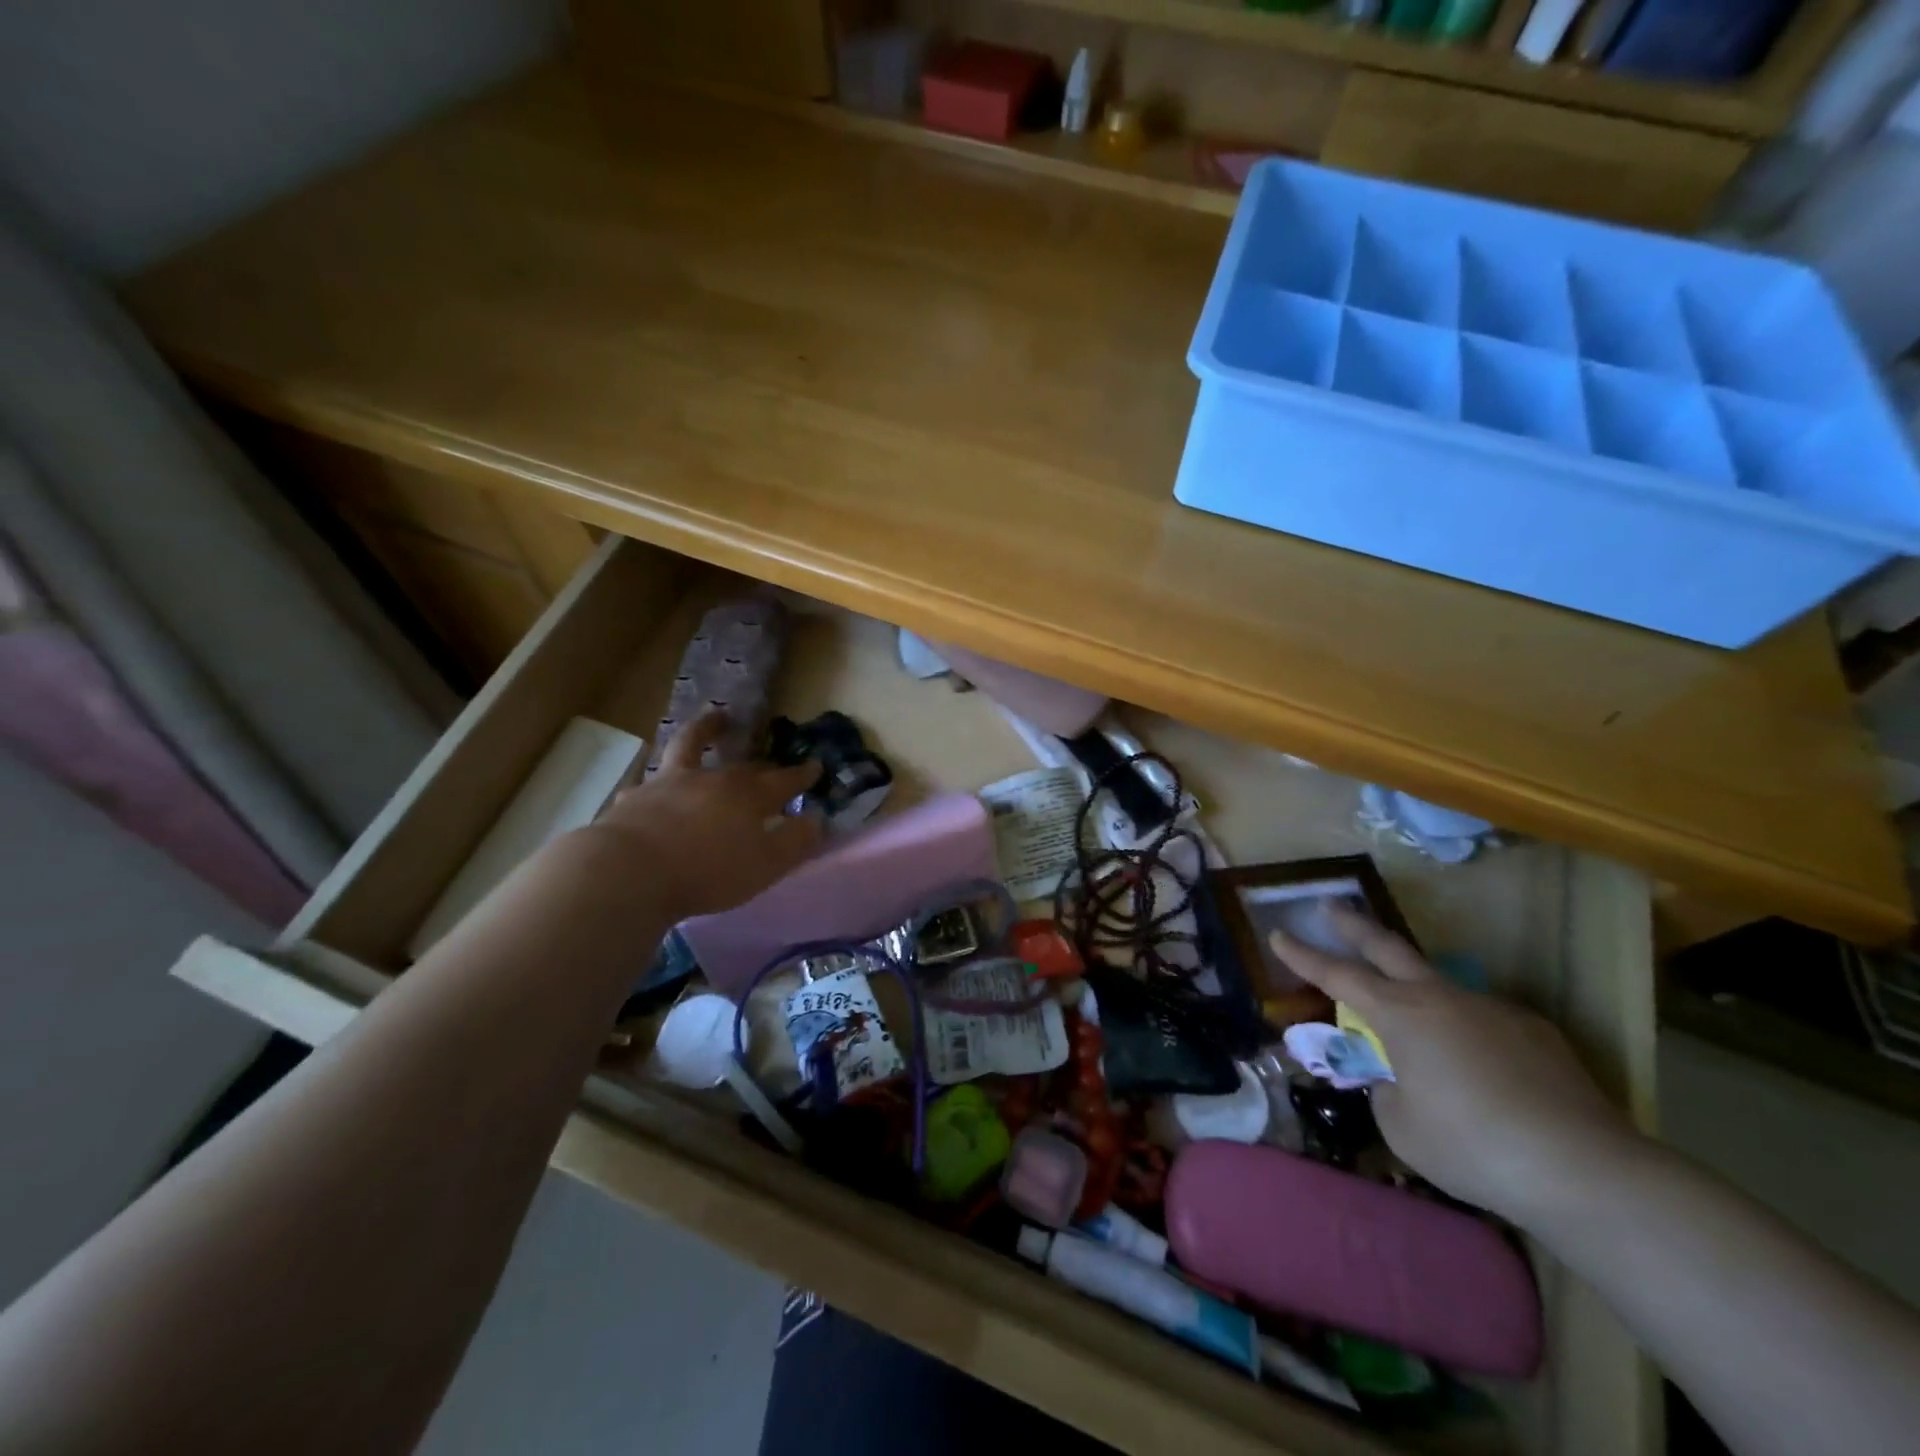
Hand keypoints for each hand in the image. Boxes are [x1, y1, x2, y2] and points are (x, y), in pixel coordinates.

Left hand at [579, 712, 822, 919]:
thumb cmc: (709, 871)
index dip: (801, 775)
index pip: (783, 781)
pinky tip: (652, 790)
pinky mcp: (635, 800)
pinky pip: (649, 784)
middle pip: (742, 766)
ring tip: (713, 719)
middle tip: (769, 759)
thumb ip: (794, 842)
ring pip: (690, 748)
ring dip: (705, 732)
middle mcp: (711, 780)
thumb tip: (817, 820)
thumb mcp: (765, 865)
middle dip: (761, 763)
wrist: (630, 872)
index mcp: (748, 796)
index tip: (815, 766)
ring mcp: (669, 784)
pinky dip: (657, 783)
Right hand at [1268, 905, 1638, 1225]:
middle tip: (1330, 906)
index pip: (1337, 975)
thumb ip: (1386, 1090)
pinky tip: (1483, 1072)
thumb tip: (1397, 1079)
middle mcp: (1442, 998)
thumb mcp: (1401, 1125)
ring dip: (1418, 993)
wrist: (1582, 1169)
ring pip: (1441, 988)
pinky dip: (1468, 1034)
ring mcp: (1492, 1009)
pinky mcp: (1536, 1033)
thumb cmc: (1471, 1145)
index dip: (1303, 955)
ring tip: (1418, 1031)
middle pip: (1388, 948)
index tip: (1278, 934)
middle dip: (1353, 926)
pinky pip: (1484, 1021)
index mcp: (1400, 1014)